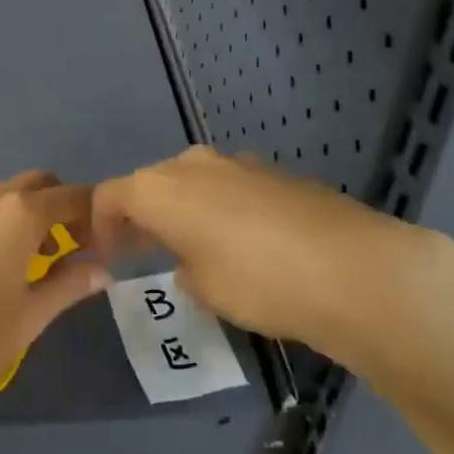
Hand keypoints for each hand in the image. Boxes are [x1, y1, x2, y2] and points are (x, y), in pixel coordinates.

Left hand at [0, 171, 111, 429]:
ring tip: (30, 259)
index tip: (102, 243)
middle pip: (35, 184)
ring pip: (1, 195)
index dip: (93, 215)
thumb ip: (70, 284)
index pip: (70, 197)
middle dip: (59, 205)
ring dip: (25, 213)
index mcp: (17, 215)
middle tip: (68, 246)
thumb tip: (102, 271)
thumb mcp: (32, 316)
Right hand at [91, 147, 453, 366]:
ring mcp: (239, 163)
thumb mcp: (203, 290)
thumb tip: (191, 263)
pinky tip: (246, 243)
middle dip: (143, 216)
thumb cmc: (258, 282)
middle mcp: (193, 164)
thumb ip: (183, 269)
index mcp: (160, 188)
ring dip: (185, 210)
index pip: (109, 196)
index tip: (106, 255)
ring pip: (194, 183)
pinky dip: (223, 209)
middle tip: (145, 252)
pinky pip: (231, 187)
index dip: (100, 226)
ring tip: (195, 249)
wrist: (353, 268)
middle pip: (152, 183)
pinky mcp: (277, 172)